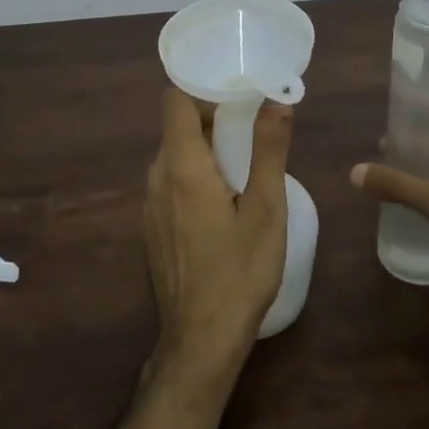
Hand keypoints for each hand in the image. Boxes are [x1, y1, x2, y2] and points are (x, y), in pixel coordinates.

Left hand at [145, 89, 292, 380]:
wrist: (200, 341)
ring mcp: (150, 204)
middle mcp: (157, 177)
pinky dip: (195, 172)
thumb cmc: (239, 272)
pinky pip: (171, 180)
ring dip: (205, 146)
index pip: (175, 100)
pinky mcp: (153, 225)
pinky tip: (224, 196)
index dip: (201, 87)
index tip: (235, 91)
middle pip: (177, 126)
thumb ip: (269, 150)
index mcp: (182, 166)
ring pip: (174, 154)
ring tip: (244, 157)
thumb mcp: (266, 209)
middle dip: (212, 116)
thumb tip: (278, 100)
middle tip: (252, 121)